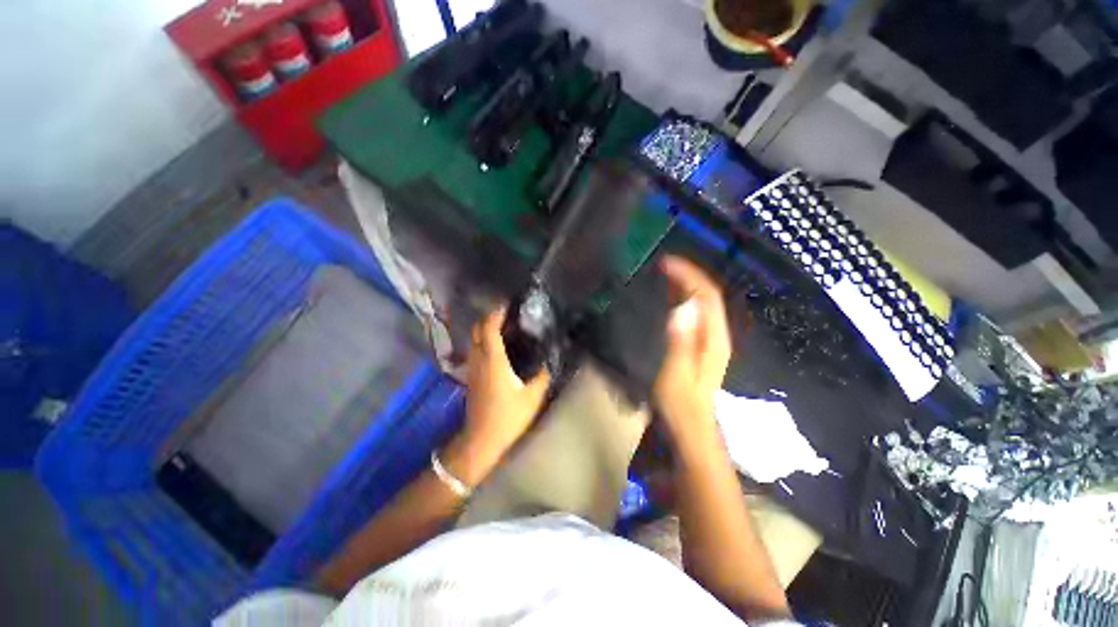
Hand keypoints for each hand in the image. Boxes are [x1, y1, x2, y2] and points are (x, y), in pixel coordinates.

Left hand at [457, 306, 550, 469]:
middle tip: (508, 313)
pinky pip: (475, 348)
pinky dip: (484, 339)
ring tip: (505, 326)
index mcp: (493, 361)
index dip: (496, 313)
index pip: (489, 328)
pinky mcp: (471, 375)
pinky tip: (498, 345)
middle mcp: (479, 359)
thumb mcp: (532, 397)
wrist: (481, 440)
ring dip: (486, 327)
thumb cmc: (507, 417)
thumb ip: (542, 375)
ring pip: (474, 338)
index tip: (508, 305)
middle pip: (477, 329)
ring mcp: (473, 367)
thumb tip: (549, 360)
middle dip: (489, 316)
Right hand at [653, 256, 731, 440]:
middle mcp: (715, 335)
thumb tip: (680, 307)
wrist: (691, 429)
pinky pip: (694, 315)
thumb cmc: (681, 405)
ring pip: (701, 304)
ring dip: (685, 285)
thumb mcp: (677, 374)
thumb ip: (679, 342)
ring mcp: (708, 340)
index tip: (666, 263)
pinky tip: (670, 297)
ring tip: (665, 273)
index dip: (689, 275)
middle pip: (707, 296)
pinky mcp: (698, 346)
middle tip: (663, 263)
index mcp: (712, 339)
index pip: (706, 296)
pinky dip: (682, 300)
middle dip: (688, 275)